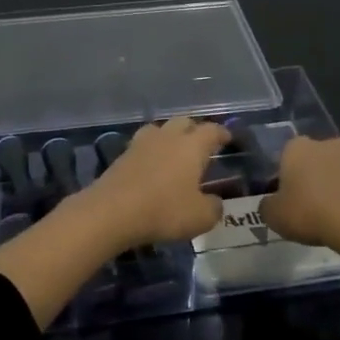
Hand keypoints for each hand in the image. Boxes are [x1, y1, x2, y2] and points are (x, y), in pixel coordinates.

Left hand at [82, 118, 231, 247]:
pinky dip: (151, 151)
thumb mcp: (200, 217)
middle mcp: (167, 137)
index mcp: (191, 146)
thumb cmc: (164, 210)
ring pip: (159, 129)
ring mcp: (141, 144)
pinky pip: (142, 146)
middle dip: (195, 129)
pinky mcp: (121, 156)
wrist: (112, 211)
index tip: (227, 138)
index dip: (221, 133)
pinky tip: (152, 165)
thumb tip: (215, 202)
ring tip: (174, 151)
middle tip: (201, 144)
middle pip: (183, 122)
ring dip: (169, 136)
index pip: (211, 131)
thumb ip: (213, 207)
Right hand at [259, 136, 339, 253]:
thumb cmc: (309, 212)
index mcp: (297, 147)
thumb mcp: (274, 216)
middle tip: (306, 205)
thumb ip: (267, 206)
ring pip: (337, 171)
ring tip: (329, 217)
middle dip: (310, 177)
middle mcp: (326, 145)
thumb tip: (270, 204)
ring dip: (333, 187)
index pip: (284, 155)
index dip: (283, 177)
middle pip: (313, 159)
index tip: (284, 197)